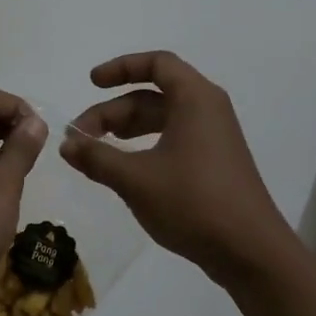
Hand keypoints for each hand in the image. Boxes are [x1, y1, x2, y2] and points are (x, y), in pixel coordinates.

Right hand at [60, 51, 295, 284]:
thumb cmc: (193, 203)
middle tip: (80, 138)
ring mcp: (213, 139)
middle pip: (153, 96)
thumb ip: (97, 157)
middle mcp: (207, 111)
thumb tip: (66, 144)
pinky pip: (173, 141)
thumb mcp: (135, 179)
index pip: (157, 64)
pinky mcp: (213, 165)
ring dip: (126, 130)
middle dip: (113, 112)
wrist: (249, 251)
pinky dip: (144, 147)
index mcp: (195, 100)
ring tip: (96, 152)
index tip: (91, 84)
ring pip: (162, 120)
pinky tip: (125, 170)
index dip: (121, 68)